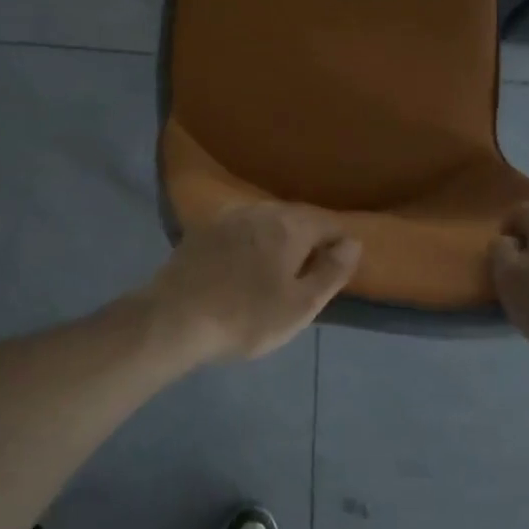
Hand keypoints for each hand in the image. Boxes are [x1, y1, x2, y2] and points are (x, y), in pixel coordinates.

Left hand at [140, 204, 361, 363]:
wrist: (174, 318)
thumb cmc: (246, 316)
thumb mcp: (300, 305)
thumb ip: (332, 272)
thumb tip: (354, 243)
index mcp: (290, 225)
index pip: (329, 223)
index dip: (340, 243)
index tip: (340, 269)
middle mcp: (262, 211)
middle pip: (298, 217)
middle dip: (311, 238)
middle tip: (313, 272)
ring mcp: (229, 217)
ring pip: (268, 220)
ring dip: (281, 238)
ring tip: (282, 268)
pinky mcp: (204, 229)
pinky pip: (242, 228)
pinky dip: (254, 241)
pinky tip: (247, 263)